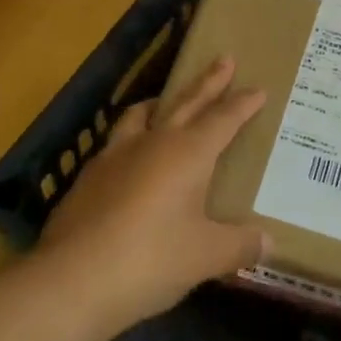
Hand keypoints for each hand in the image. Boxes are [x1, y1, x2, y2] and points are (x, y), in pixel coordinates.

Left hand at [38, 56, 266, 334]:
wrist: (70, 281)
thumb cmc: (150, 261)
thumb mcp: (205, 257)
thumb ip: (240, 245)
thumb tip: (269, 243)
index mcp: (188, 153)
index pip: (223, 119)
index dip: (243, 104)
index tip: (259, 88)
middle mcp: (153, 143)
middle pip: (186, 102)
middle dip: (208, 82)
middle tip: (224, 59)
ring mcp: (115, 157)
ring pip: (142, 115)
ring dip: (161, 103)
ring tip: (167, 100)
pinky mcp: (87, 178)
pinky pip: (116, 144)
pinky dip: (131, 139)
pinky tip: (129, 158)